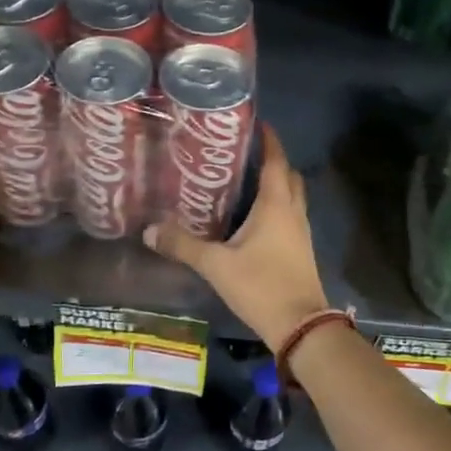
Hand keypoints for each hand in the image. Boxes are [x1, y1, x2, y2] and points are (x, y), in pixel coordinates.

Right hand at [145, 123, 332, 349]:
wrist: (301, 327)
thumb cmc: (261, 286)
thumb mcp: (216, 265)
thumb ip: (183, 245)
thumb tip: (149, 229)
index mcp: (276, 205)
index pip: (275, 161)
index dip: (268, 140)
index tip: (256, 123)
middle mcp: (292, 212)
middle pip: (288, 176)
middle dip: (271, 160)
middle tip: (243, 153)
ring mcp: (300, 232)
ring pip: (291, 197)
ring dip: (274, 184)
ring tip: (243, 180)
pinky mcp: (299, 250)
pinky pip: (289, 216)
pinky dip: (275, 207)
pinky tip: (251, 218)